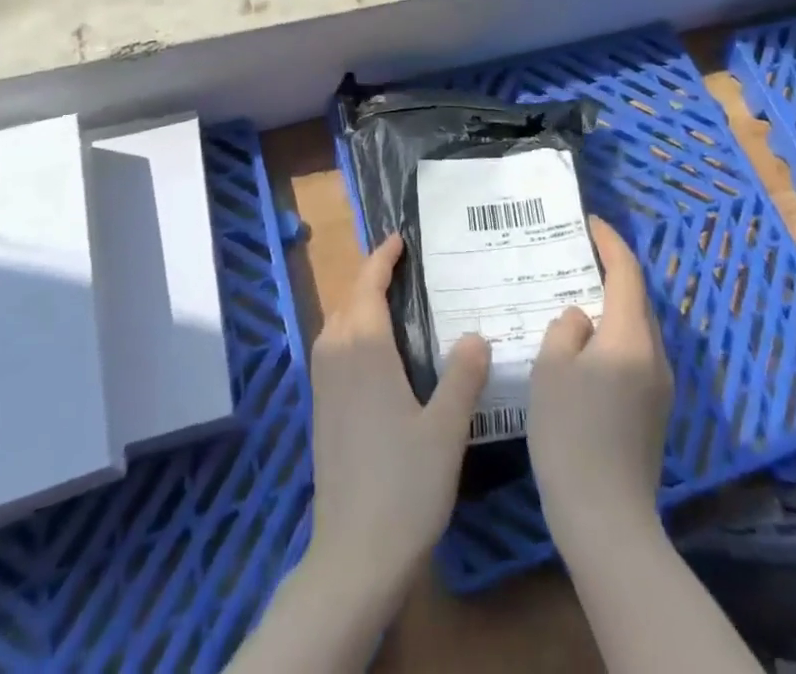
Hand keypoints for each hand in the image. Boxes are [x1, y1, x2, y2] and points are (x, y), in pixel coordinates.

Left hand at [306, 233, 491, 604]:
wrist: (353, 555)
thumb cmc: (404, 485)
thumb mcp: (446, 428)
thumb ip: (462, 376)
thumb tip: (475, 334)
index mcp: (364, 350)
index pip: (368, 286)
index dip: (382, 258)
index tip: (400, 239)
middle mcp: (336, 357)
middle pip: (348, 300)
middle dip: (370, 277)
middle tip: (404, 267)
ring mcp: (323, 385)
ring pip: (336, 325)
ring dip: (358, 304)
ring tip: (392, 302)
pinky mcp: (320, 410)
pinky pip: (332, 349)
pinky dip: (351, 331)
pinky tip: (376, 353)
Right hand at [529, 217, 673, 552]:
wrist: (606, 519)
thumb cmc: (572, 433)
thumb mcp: (552, 368)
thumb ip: (565, 329)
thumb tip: (580, 319)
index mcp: (630, 336)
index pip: (626, 272)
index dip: (609, 242)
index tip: (589, 222)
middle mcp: (654, 355)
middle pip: (635, 299)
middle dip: (610, 272)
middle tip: (575, 256)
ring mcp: (659, 387)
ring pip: (635, 329)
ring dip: (611, 307)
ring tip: (575, 298)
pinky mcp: (654, 414)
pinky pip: (634, 356)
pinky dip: (613, 337)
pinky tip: (585, 350)